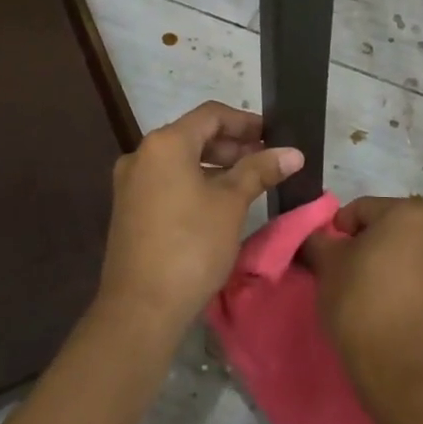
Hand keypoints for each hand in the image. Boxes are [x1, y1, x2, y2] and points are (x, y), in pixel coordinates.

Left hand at [95, 101, 304, 342]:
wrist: (141, 308)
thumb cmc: (191, 246)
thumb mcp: (231, 204)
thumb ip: (260, 171)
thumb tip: (293, 153)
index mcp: (165, 143)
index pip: (211, 115)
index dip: (245, 121)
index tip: (273, 135)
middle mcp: (141, 154)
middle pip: (193, 135)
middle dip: (232, 145)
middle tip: (266, 160)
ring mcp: (130, 183)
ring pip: (180, 161)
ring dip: (215, 165)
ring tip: (248, 182)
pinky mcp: (129, 209)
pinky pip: (167, 182)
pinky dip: (194, 183)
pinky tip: (219, 203)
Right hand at [301, 195, 422, 406]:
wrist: (396, 367)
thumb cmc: (360, 300)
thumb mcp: (327, 262)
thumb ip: (318, 238)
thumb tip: (316, 237)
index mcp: (409, 212)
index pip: (360, 209)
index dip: (338, 231)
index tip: (328, 257)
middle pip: (384, 226)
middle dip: (362, 243)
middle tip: (342, 271)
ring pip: (401, 248)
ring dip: (382, 260)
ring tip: (362, 289)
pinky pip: (416, 271)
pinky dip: (398, 278)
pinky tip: (383, 301)